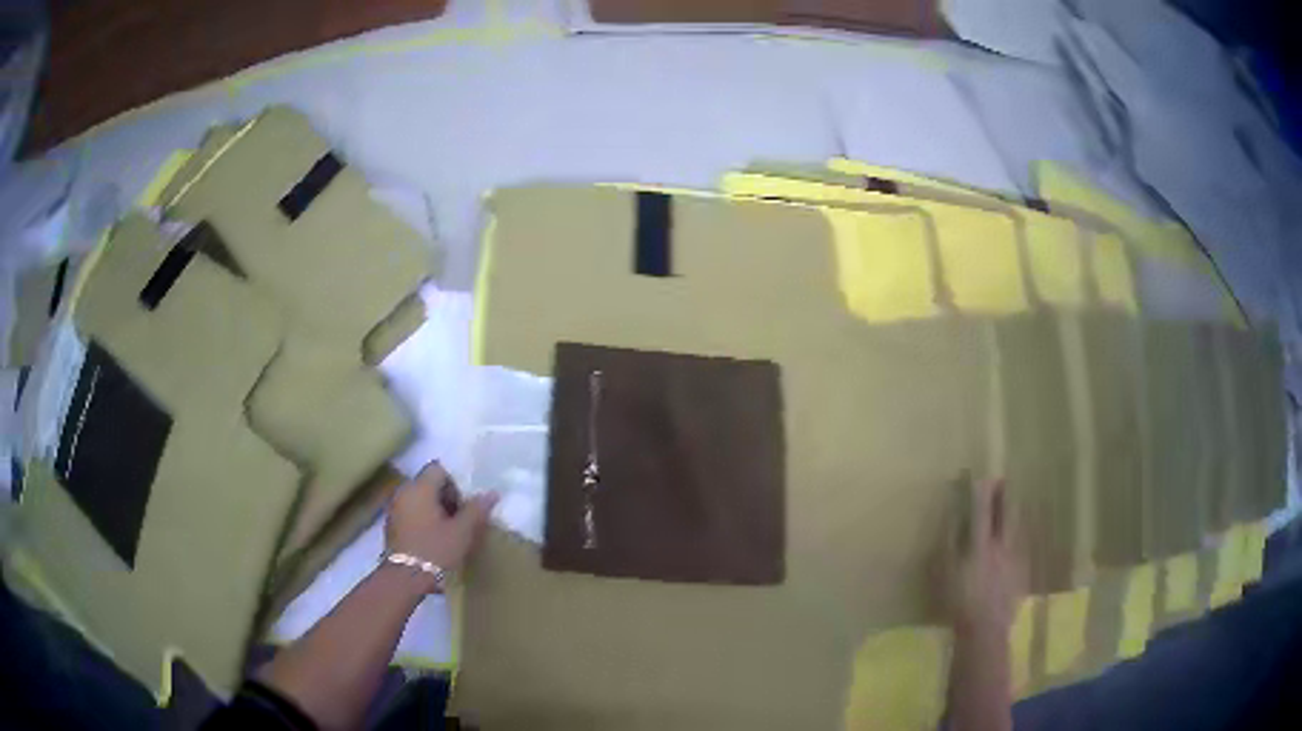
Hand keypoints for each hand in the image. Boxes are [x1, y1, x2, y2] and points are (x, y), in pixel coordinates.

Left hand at [384, 462, 497, 588]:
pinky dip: (423, 519)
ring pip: (419, 498)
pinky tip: (433, 538)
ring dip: (434, 509)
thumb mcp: (462, 532)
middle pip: (428, 483)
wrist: (405, 578)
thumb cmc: (435, 550)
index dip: (455, 483)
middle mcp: (403, 491)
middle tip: (461, 518)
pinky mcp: (391, 524)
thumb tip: (492, 493)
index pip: (439, 469)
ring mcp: (394, 508)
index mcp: (419, 488)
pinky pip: (410, 511)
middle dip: (446, 497)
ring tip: (449, 530)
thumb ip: (476, 510)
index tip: (465, 504)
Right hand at [939, 477, 1024, 636]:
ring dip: (1014, 513)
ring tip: (1011, 505)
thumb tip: (952, 519)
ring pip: (1017, 527)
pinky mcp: (1022, 572)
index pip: (982, 509)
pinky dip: (1016, 536)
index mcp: (981, 545)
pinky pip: (1021, 546)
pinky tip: (1013, 540)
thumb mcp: (944, 574)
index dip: (981, 491)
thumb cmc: (958, 602)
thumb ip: (948, 544)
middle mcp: (1002, 546)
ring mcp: (1015, 558)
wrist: (984, 630)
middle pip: (1008, 512)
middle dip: (1005, 495)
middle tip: (1003, 482)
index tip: (980, 476)